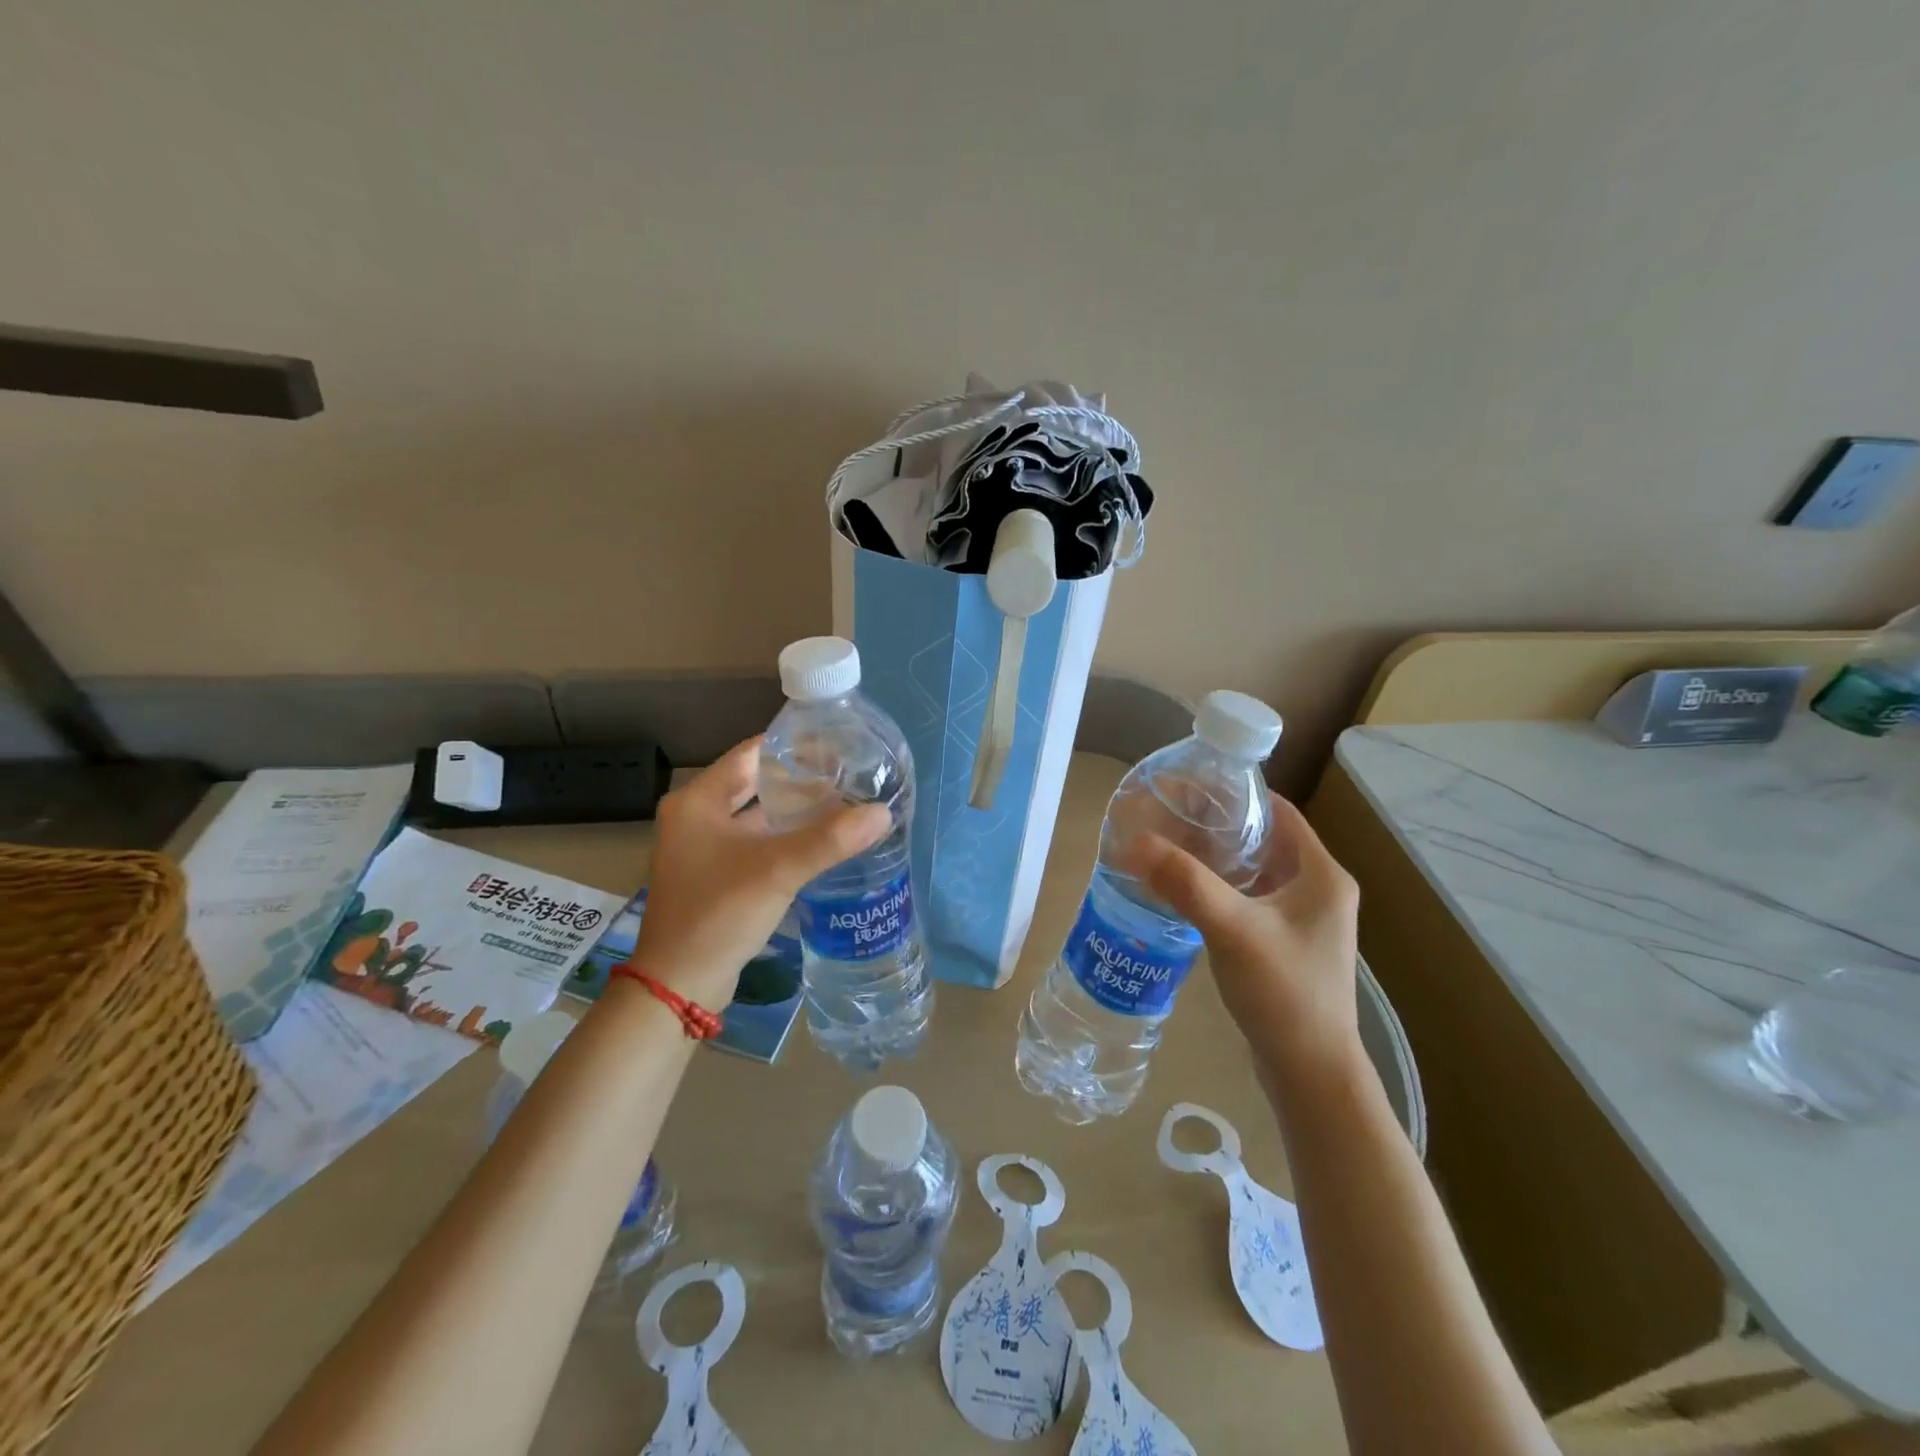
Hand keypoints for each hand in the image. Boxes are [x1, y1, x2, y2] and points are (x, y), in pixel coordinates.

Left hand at [631, 737, 889, 1009]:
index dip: (794, 746)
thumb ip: (830, 839)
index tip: (838, 744)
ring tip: (843, 803)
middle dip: (800, 779)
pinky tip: (821, 842)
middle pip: (756, 783)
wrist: (678, 985)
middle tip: (848, 774)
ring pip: (758, 816)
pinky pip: (756, 844)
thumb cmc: (719, 913)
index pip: (752, 752)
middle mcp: (695, 816)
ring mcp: (703, 848)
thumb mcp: (777, 870)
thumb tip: (882, 812)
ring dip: (795, 811)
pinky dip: (785, 838)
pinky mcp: (714, 875)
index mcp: (698, 800)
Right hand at [1131, 794, 1361, 1084]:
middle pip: (1261, 839)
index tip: (1186, 789)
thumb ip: (1184, 883)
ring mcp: (1302, 920)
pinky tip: (1183, 892)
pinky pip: (1248, 899)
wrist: (1311, 1074)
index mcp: (1321, 874)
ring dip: (1214, 858)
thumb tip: (1132, 842)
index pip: (1277, 812)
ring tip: (1167, 848)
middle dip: (1214, 826)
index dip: (1233, 795)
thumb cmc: (1284, 994)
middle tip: (1164, 817)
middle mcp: (1318, 890)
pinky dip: (1218, 888)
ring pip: (1252, 870)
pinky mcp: (1285, 944)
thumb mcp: (1232, 929)